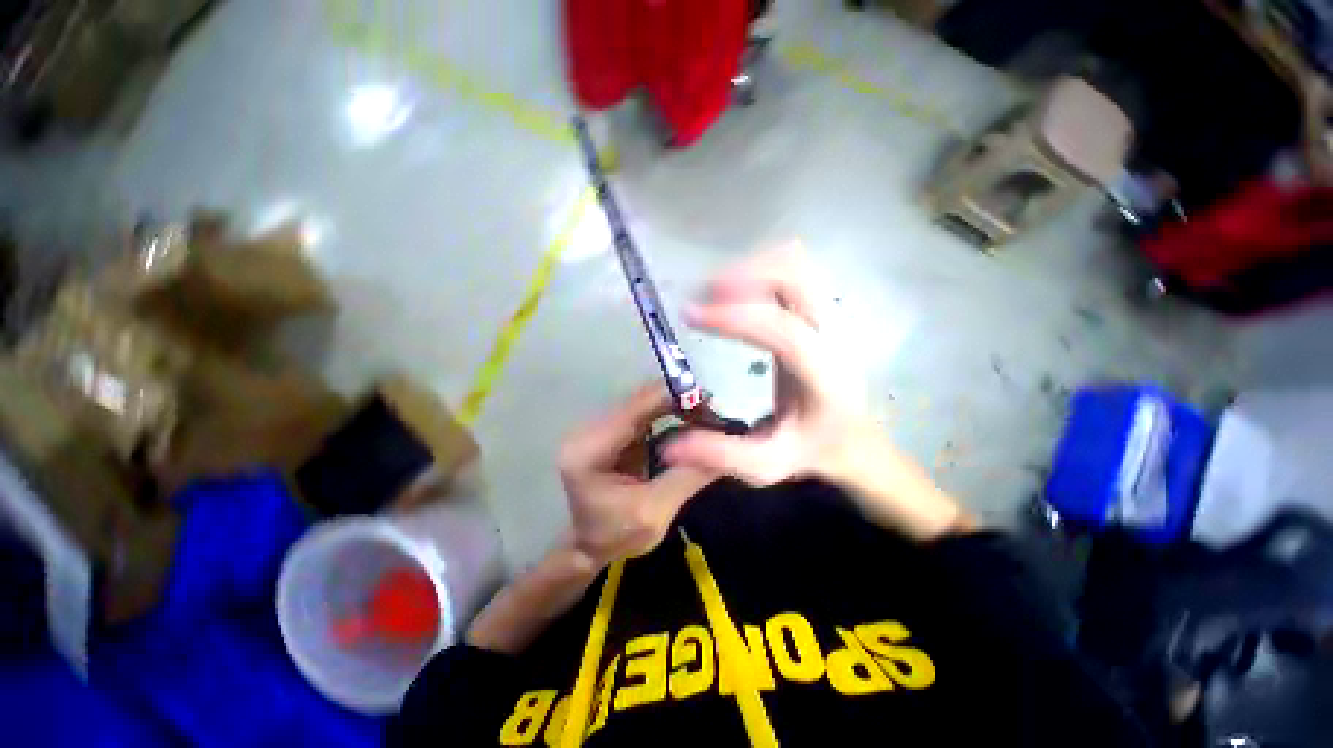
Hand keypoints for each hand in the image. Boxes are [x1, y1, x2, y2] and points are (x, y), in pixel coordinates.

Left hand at [560, 383, 714, 564]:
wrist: (586, 547)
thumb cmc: (614, 536)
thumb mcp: (654, 513)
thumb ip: (687, 476)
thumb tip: (725, 446)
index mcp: (592, 447)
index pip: (638, 406)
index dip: (675, 398)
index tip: (711, 405)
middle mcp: (591, 428)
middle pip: (641, 399)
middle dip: (680, 401)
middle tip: (714, 415)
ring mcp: (599, 427)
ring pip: (645, 402)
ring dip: (676, 406)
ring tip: (706, 420)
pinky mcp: (610, 431)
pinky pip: (644, 413)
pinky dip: (669, 415)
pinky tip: (689, 424)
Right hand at [663, 244, 974, 539]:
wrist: (855, 437)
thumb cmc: (813, 449)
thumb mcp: (765, 465)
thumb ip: (721, 455)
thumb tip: (669, 446)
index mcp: (824, 376)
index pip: (785, 331)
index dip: (735, 318)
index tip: (690, 314)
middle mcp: (833, 336)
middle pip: (797, 278)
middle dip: (744, 277)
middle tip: (702, 296)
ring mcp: (830, 316)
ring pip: (796, 265)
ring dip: (751, 270)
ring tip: (715, 293)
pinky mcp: (821, 309)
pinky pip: (794, 270)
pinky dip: (761, 270)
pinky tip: (737, 294)